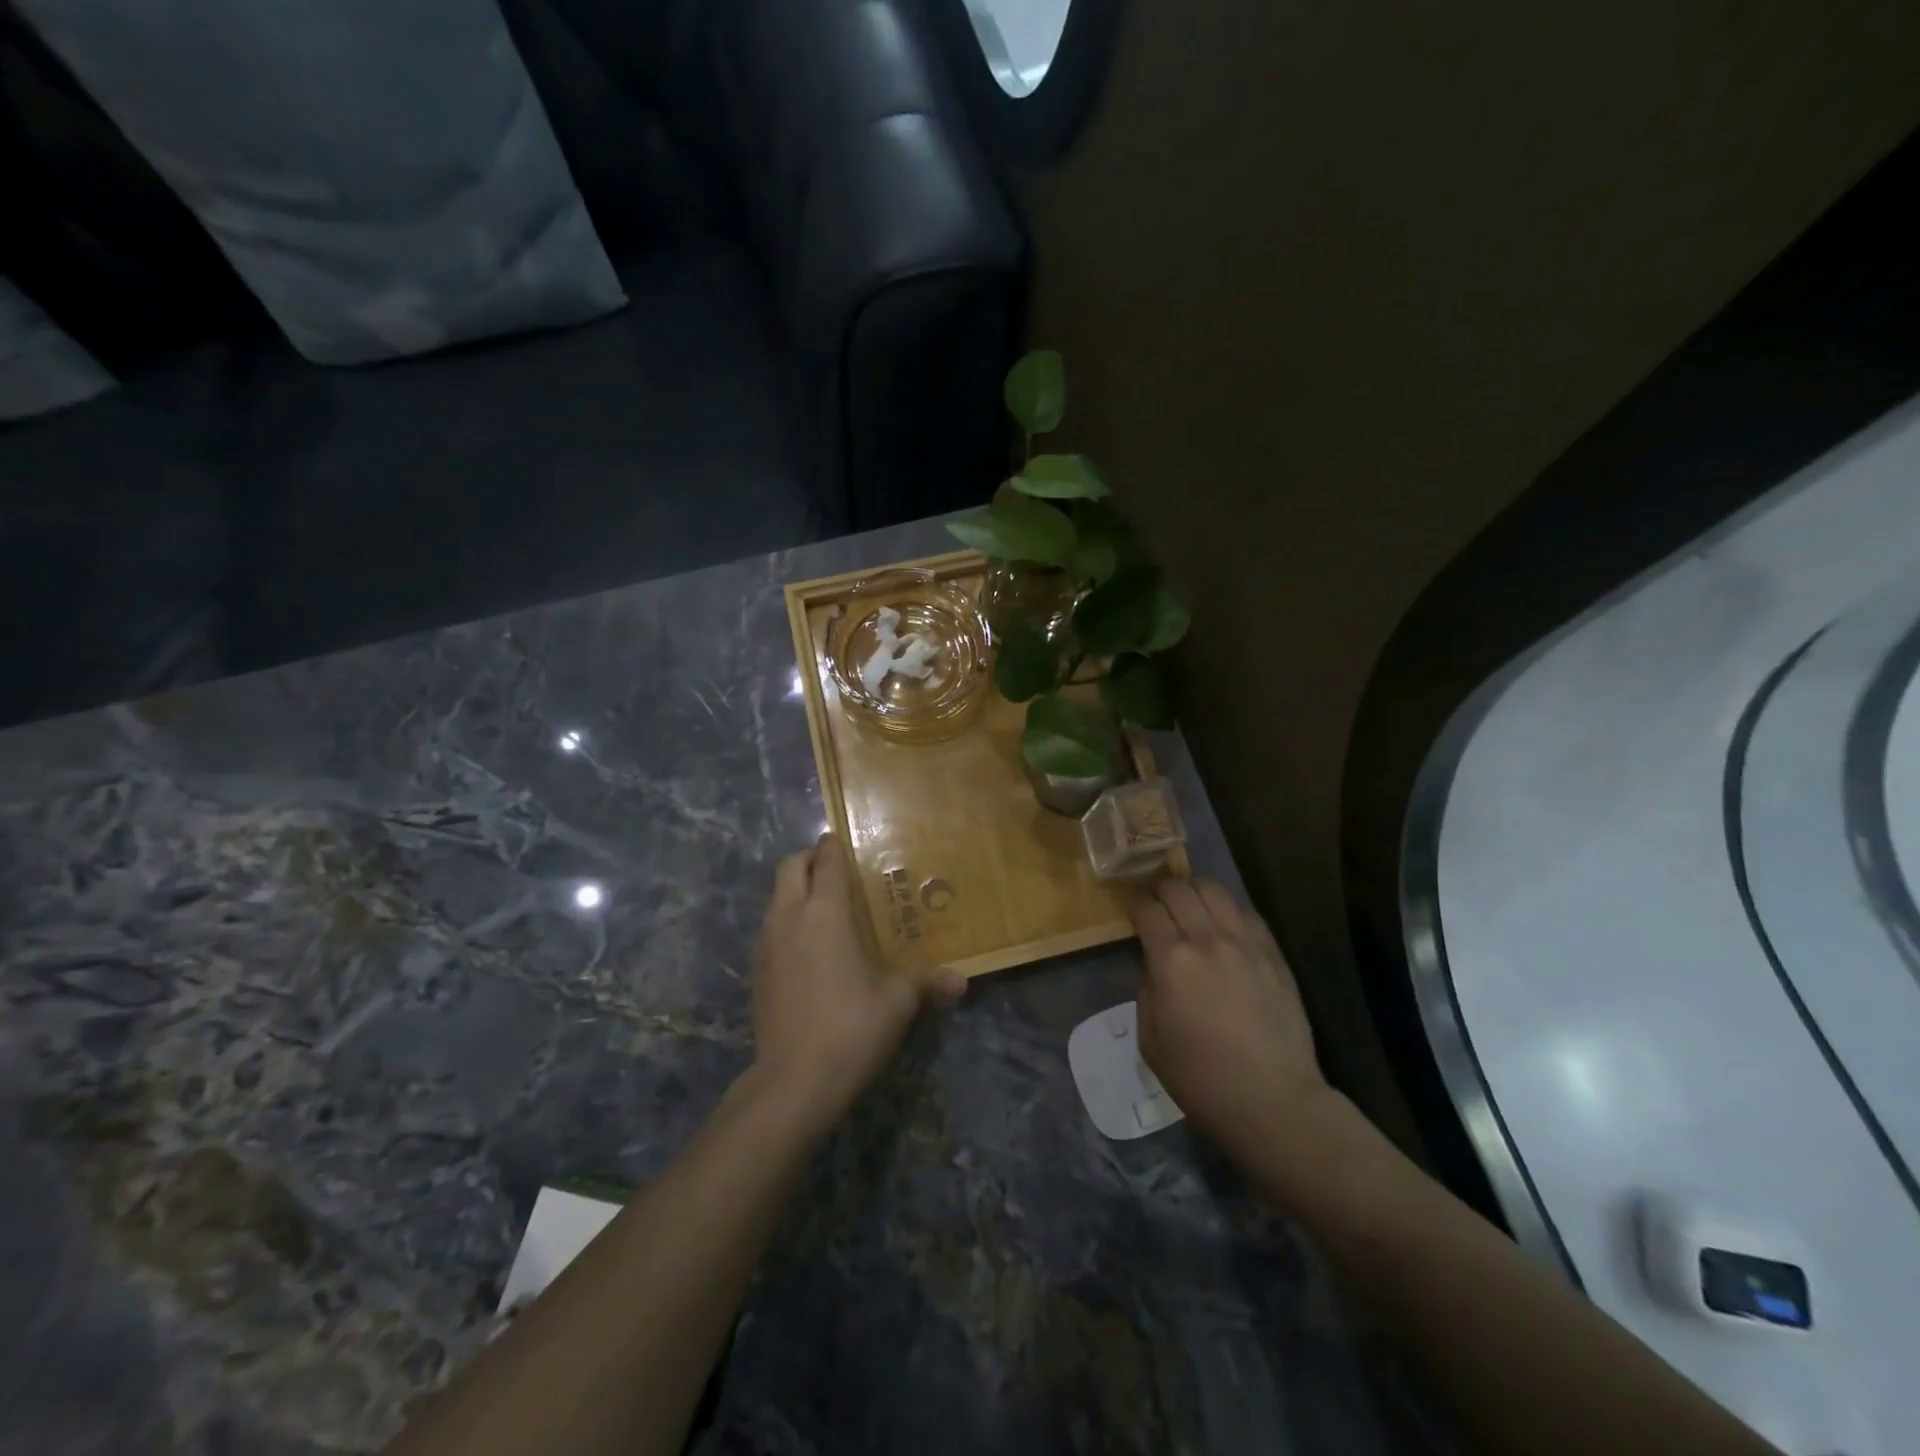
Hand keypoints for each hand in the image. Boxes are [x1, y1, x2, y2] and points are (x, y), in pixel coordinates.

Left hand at [748, 833, 963, 1127]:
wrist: (793, 1082)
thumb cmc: (851, 1027)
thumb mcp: (897, 1002)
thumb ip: (927, 982)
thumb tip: (963, 982)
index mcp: (824, 913)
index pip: (824, 861)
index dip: (833, 845)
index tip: (845, 840)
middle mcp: (789, 917)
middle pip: (789, 867)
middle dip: (809, 860)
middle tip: (835, 871)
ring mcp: (766, 944)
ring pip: (775, 897)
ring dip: (795, 891)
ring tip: (826, 911)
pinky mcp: (756, 971)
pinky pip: (770, 927)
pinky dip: (787, 922)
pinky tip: (809, 951)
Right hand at [1131, 878, 1331, 1167]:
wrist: (1273, 1102)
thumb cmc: (1201, 1079)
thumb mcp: (1150, 1039)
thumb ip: (1146, 989)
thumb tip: (1152, 962)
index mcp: (1171, 960)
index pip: (1146, 908)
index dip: (1133, 902)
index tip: (1129, 907)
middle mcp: (1207, 939)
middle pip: (1178, 888)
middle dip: (1160, 890)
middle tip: (1155, 903)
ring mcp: (1245, 942)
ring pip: (1214, 889)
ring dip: (1193, 891)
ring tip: (1188, 905)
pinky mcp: (1273, 953)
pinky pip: (1245, 912)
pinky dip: (1226, 908)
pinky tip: (1221, 924)